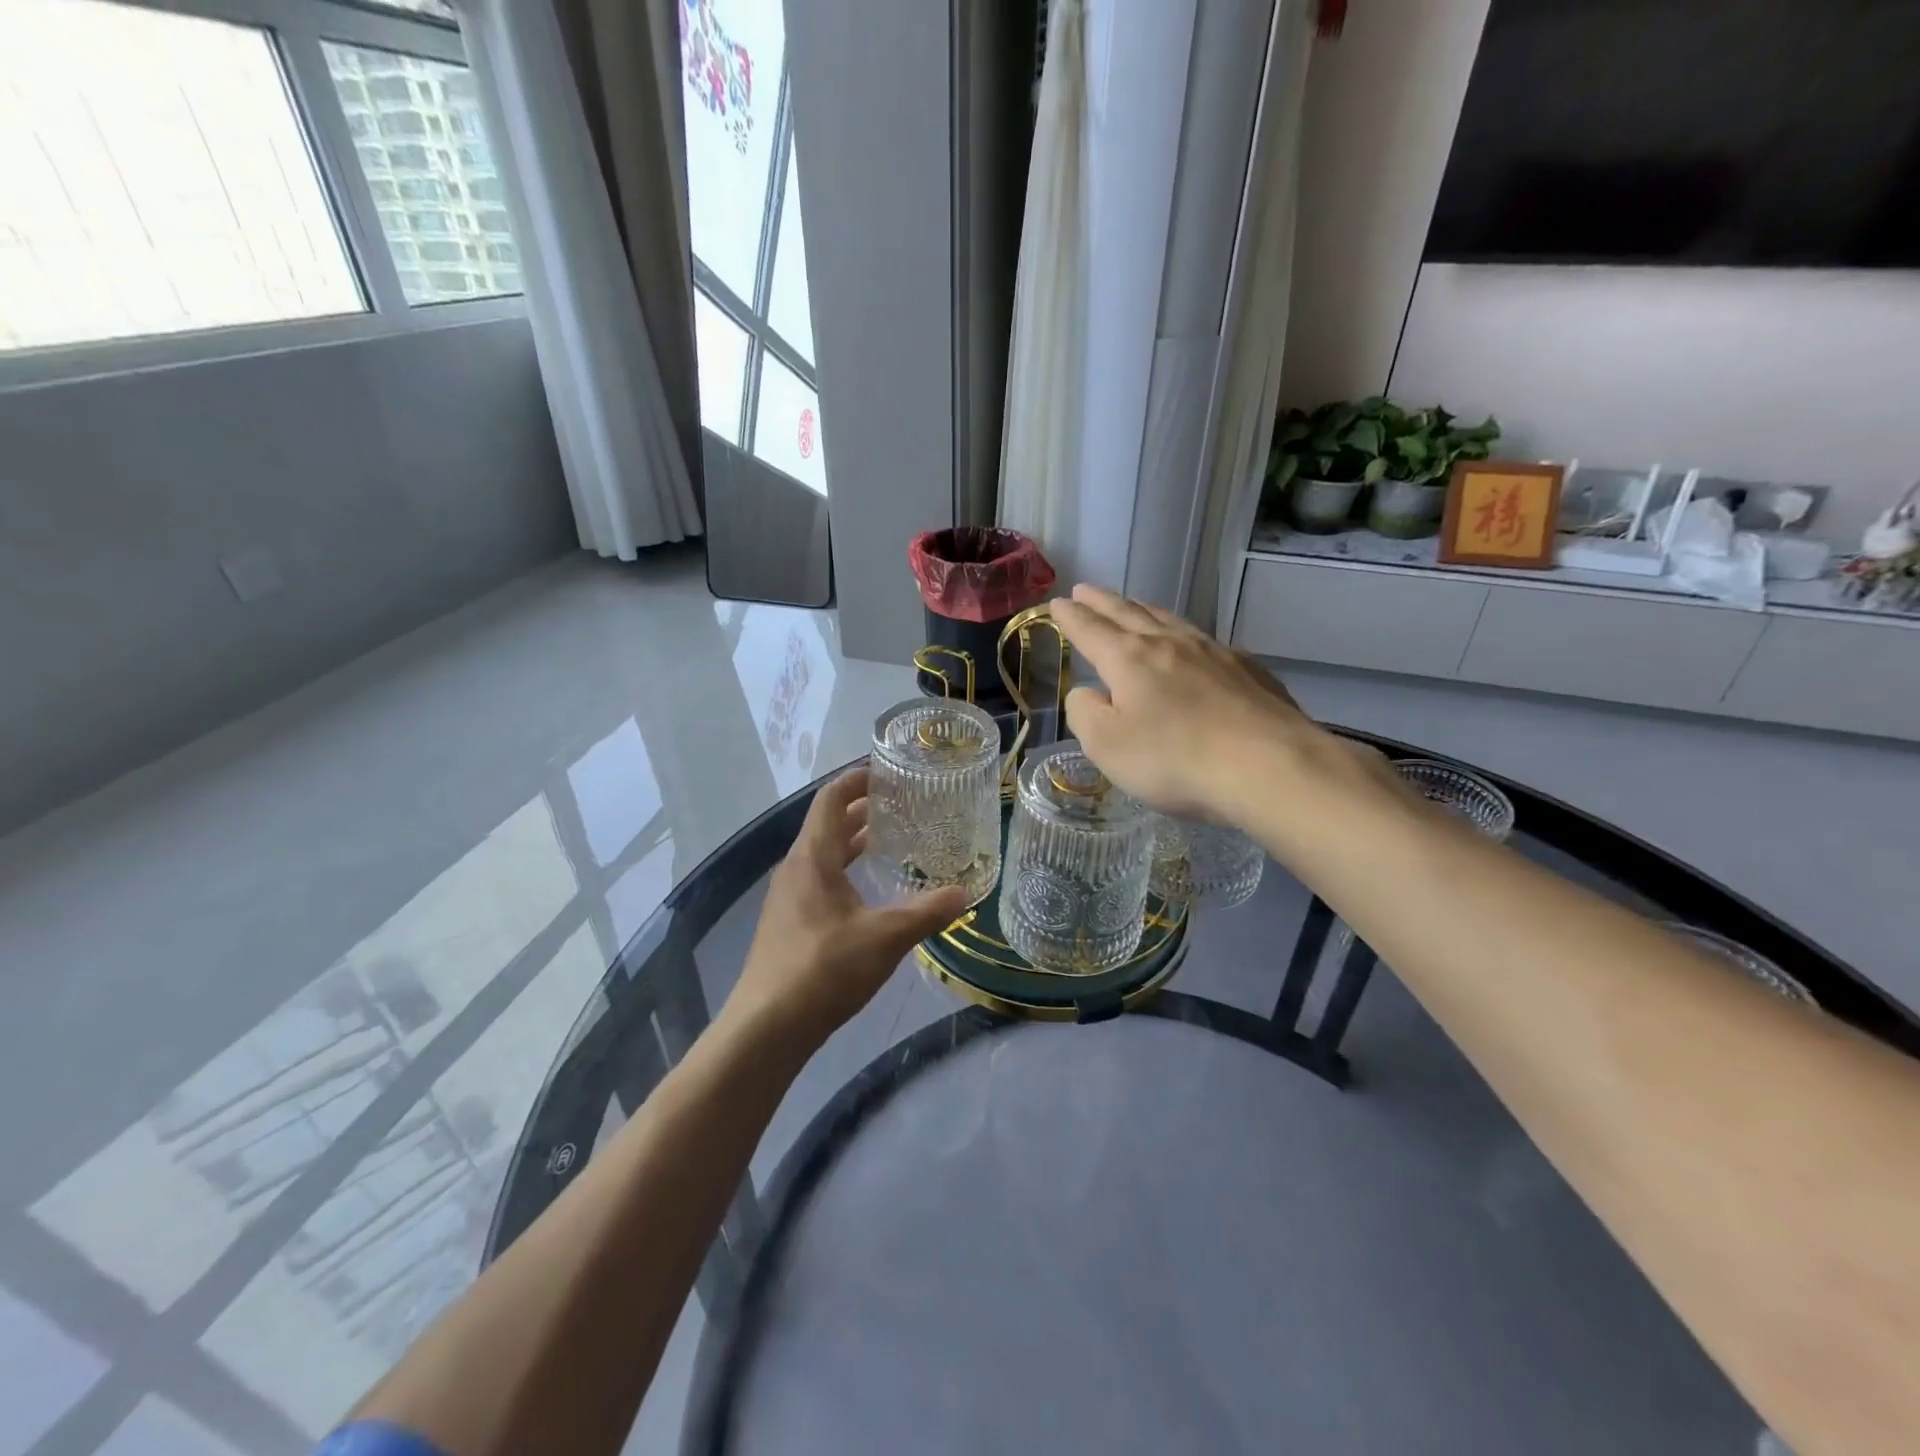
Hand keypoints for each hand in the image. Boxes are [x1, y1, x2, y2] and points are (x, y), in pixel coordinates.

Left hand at [723, 766, 970, 1052]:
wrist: (767, 1027)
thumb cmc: (824, 969)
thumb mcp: (885, 937)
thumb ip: (927, 912)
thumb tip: (966, 893)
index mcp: (812, 857)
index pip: (831, 799)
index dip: (856, 780)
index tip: (887, 771)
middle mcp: (796, 869)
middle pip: (827, 825)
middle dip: (862, 811)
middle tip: (901, 805)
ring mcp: (788, 898)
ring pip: (823, 855)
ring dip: (853, 843)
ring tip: (891, 841)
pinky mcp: (789, 924)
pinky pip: (820, 881)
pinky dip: (846, 872)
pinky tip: (869, 893)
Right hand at [1050, 584, 1339, 823]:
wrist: (1269, 766)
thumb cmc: (1175, 760)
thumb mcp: (1107, 746)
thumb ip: (1086, 714)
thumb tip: (1088, 693)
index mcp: (1129, 659)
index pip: (1090, 630)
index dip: (1071, 617)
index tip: (1057, 603)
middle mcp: (1170, 644)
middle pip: (1129, 614)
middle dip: (1102, 602)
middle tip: (1085, 589)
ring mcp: (1214, 653)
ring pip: (1170, 620)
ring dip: (1143, 610)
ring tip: (1132, 604)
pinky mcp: (1248, 670)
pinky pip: (1206, 641)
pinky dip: (1185, 635)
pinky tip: (1192, 644)